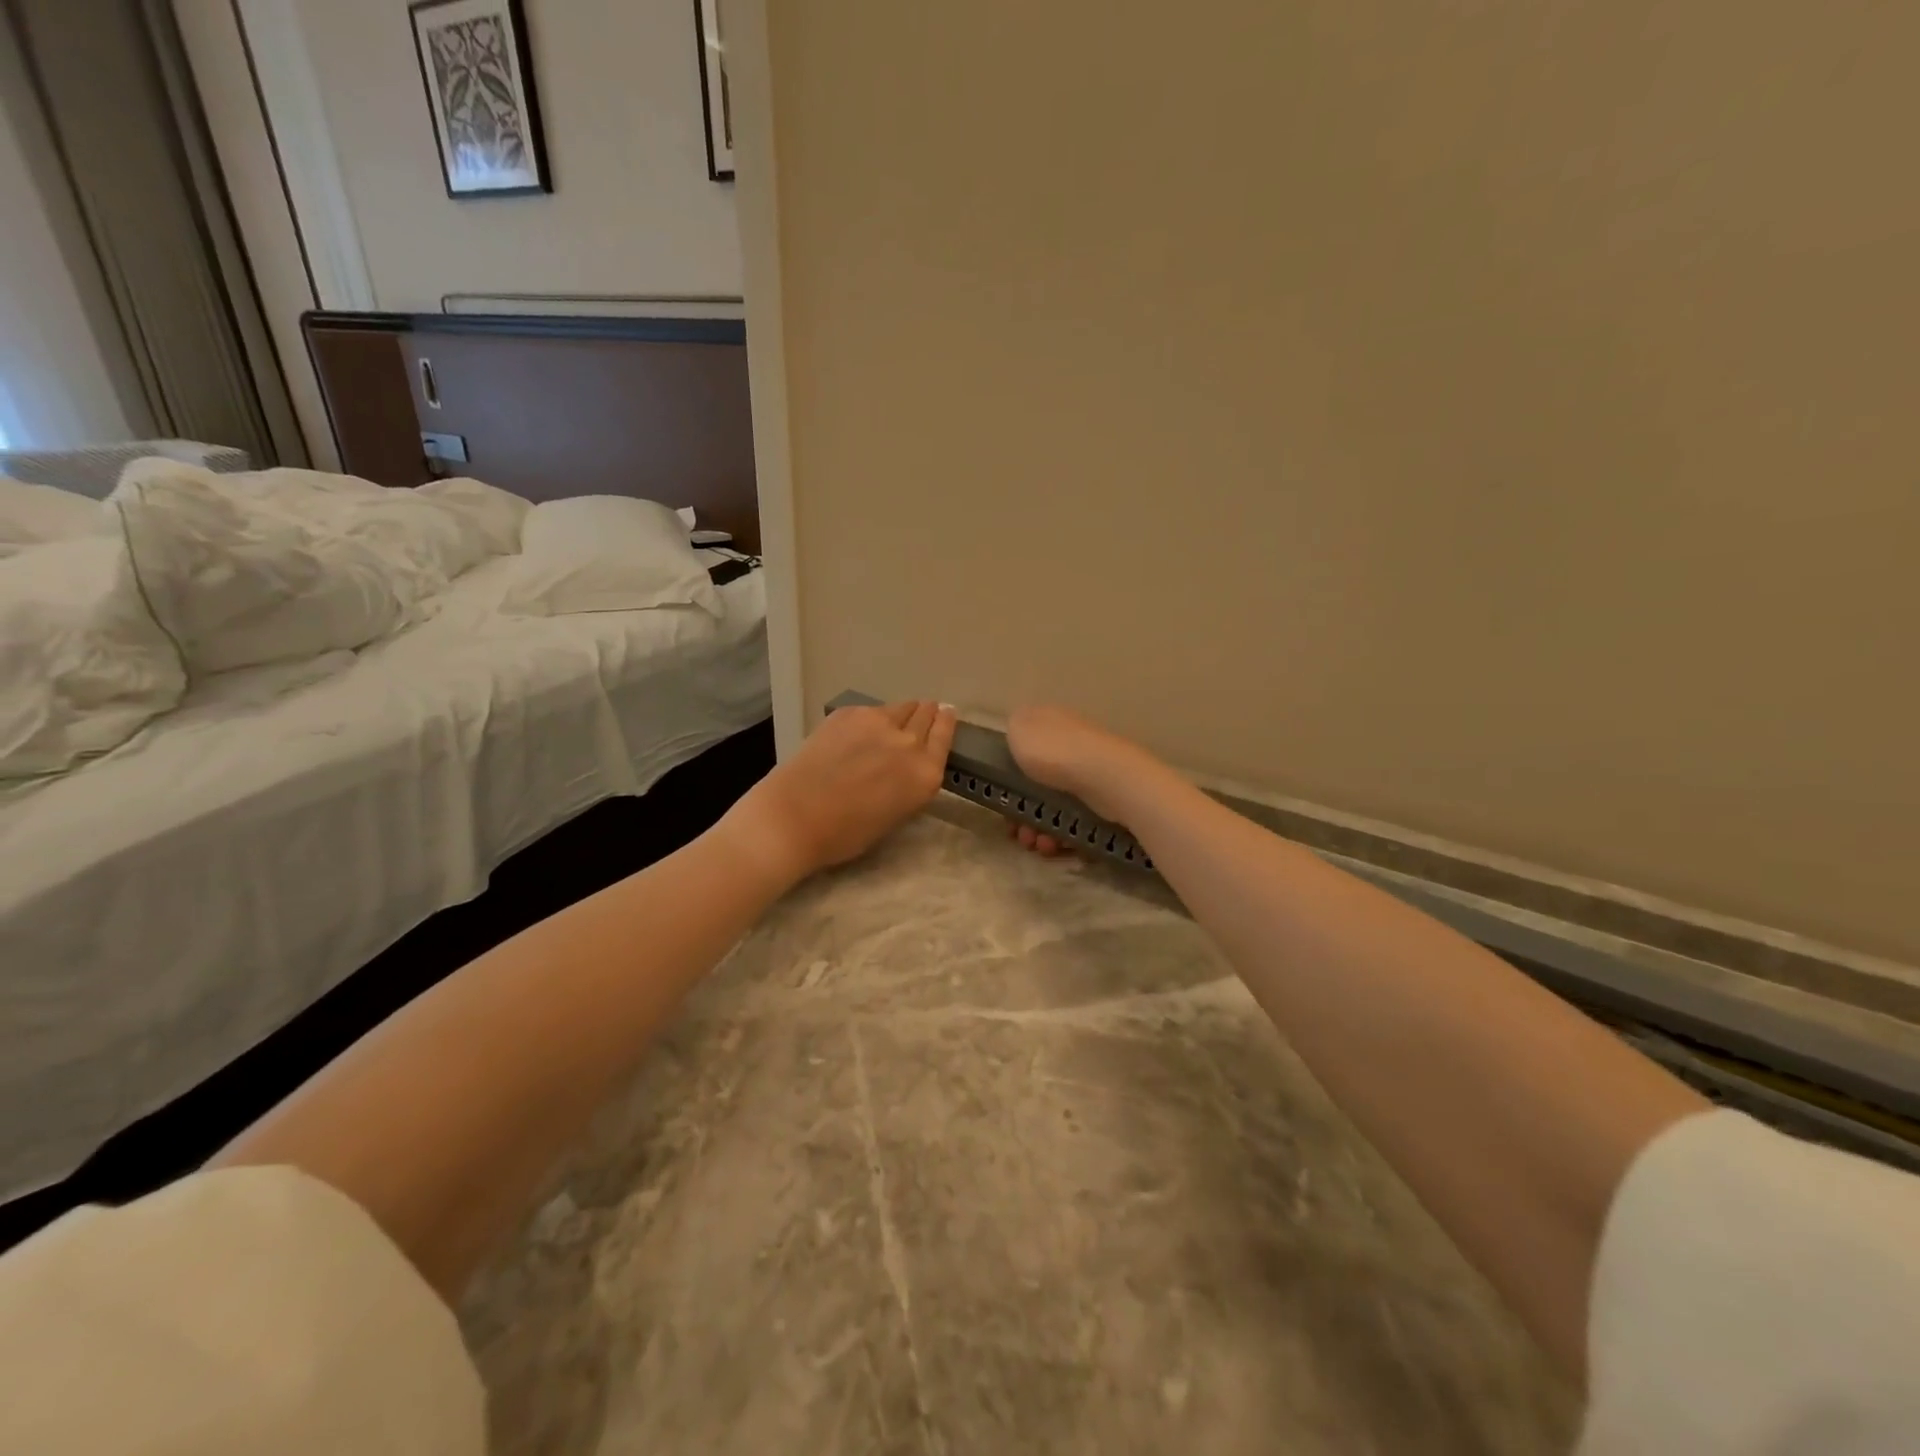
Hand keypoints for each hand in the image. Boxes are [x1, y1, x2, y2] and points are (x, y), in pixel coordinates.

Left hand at [725, 700, 957, 882]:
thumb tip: (910, 763)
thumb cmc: (845, 833)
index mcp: (926, 774)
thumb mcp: (896, 814)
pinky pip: (871, 710)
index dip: (946, 722)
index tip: (946, 714)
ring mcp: (878, 722)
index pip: (945, 736)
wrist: (795, 816)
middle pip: (926, 714)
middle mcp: (909, 742)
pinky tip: (859, 731)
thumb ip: (910, 783)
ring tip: (892, 722)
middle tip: (924, 713)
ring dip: (902, 713)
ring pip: (900, 707)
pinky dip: (871, 718)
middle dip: (927, 713)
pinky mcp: (849, 713)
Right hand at [1004, 705, 1157, 855]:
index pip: (1023, 748)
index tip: (998, 798)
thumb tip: (1018, 734)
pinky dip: (1061, 835)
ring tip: (1039, 844)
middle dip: (1022, 812)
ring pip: (1054, 806)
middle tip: (1018, 832)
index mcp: (1049, 724)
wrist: (1106, 777)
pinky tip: (1056, 845)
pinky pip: (1074, 820)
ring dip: (1039, 829)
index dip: (1006, 776)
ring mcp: (1088, 773)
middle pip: (1036, 784)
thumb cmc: (1054, 752)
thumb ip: (1013, 729)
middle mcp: (1069, 745)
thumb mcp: (1020, 729)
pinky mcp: (1103, 799)